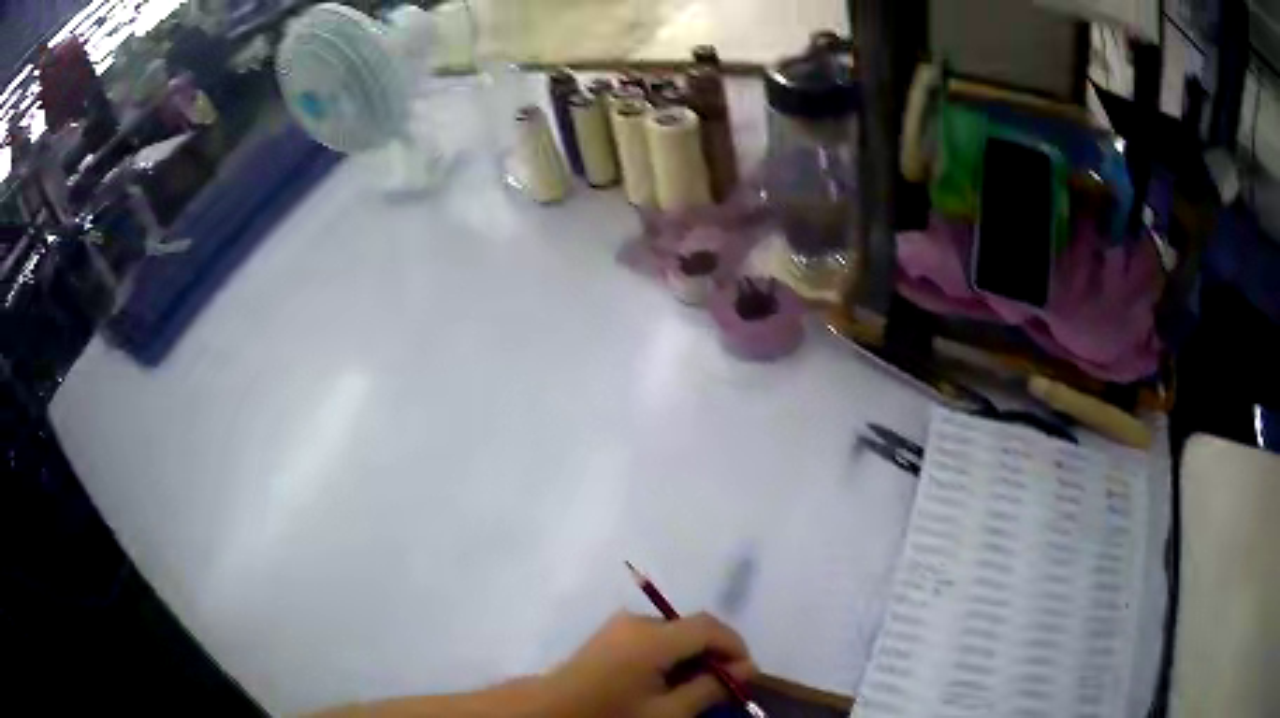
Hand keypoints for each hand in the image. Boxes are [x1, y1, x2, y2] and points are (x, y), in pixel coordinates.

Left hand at [541, 611, 756, 717]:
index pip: (709, 626)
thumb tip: (746, 669)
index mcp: (652, 637)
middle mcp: (637, 621)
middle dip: (716, 652)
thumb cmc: (611, 714)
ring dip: (694, 653)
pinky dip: (672, 653)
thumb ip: (709, 688)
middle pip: (692, 627)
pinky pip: (654, 636)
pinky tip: (671, 679)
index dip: (735, 646)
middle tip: (726, 684)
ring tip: (700, 685)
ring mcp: (621, 625)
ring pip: (674, 632)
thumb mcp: (667, 712)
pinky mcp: (611, 634)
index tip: (747, 675)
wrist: (552, 711)